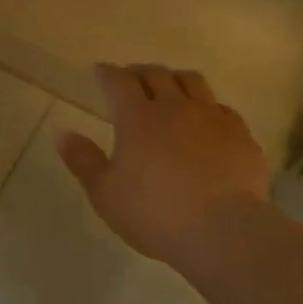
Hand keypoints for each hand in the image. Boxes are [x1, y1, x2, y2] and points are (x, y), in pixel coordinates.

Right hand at [57, 64, 269, 275]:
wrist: (224, 232)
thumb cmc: (154, 213)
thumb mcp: (105, 193)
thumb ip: (83, 160)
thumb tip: (62, 133)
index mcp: (137, 117)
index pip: (118, 81)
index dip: (107, 73)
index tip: (100, 71)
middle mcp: (175, 107)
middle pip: (156, 74)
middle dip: (139, 72)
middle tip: (131, 78)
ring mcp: (211, 117)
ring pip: (192, 82)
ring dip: (174, 79)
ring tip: (169, 87)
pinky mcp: (240, 134)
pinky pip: (220, 107)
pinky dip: (205, 105)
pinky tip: (204, 119)